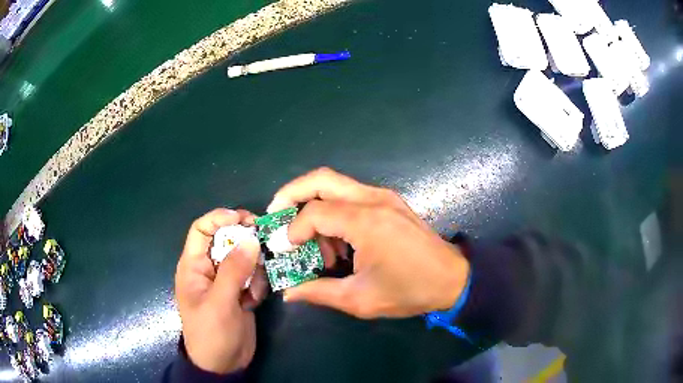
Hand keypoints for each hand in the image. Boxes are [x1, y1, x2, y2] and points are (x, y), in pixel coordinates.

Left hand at [175, 208, 267, 373]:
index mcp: (193, 266)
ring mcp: (225, 281)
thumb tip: (250, 239)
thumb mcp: (220, 303)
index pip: (201, 230)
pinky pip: (252, 276)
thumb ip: (234, 271)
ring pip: (244, 258)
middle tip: (263, 246)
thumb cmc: (211, 334)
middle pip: (227, 240)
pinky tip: (254, 302)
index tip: (244, 218)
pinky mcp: (239, 292)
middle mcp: (209, 269)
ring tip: (254, 291)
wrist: (223, 365)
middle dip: (245, 243)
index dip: (219, 218)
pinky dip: (257, 285)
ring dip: (254, 270)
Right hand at [268, 167, 469, 318]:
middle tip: (276, 216)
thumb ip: (319, 292)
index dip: (292, 230)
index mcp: (366, 222)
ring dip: (314, 205)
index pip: (314, 212)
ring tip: (313, 242)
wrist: (453, 279)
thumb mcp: (360, 299)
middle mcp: (373, 199)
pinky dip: (333, 211)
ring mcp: (383, 197)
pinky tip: (337, 241)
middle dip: (291, 194)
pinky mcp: (389, 201)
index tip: (284, 250)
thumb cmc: (409, 291)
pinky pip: (350, 195)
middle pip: (320, 179)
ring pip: (334, 184)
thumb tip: (289, 292)